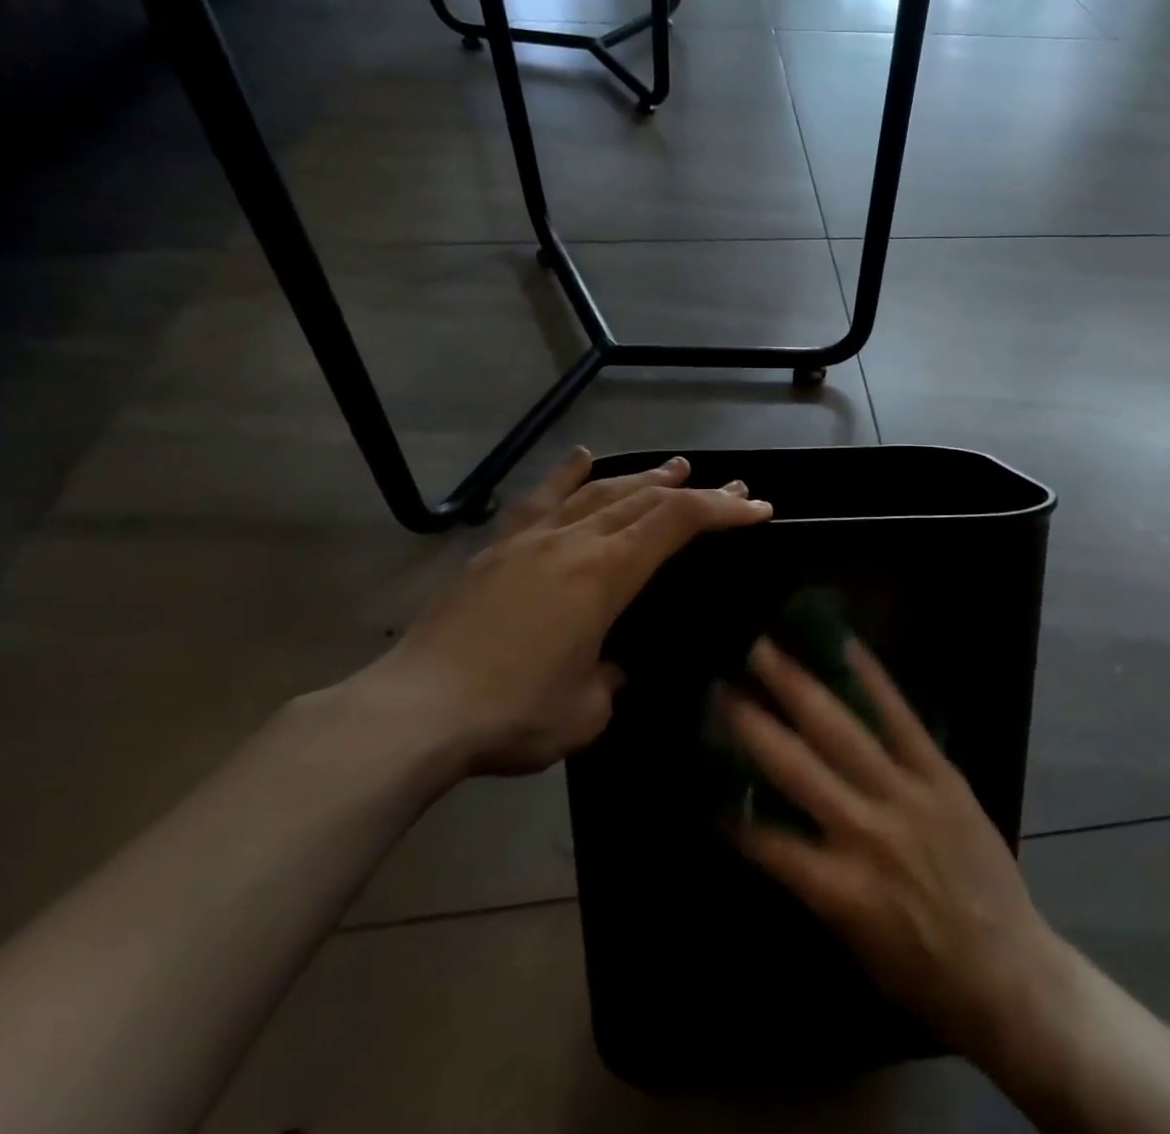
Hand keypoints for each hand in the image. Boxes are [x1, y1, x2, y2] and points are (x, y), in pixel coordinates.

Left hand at [358, 448, 771, 776]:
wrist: (413, 712)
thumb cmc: (512, 715)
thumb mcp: (586, 712)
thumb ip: (609, 679)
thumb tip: (607, 663)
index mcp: (605, 575)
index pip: (677, 524)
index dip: (722, 510)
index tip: (756, 508)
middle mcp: (574, 542)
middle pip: (646, 500)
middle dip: (695, 492)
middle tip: (729, 487)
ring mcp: (532, 540)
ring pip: (599, 491)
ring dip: (643, 477)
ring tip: (674, 467)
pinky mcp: (496, 549)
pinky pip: (540, 499)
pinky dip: (567, 474)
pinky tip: (582, 455)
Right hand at [719, 638, 1059, 1062]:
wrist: (1010, 972)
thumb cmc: (922, 973)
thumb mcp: (852, 943)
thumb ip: (811, 881)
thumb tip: (770, 829)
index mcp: (839, 889)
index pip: (766, 840)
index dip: (729, 808)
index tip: (701, 770)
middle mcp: (866, 833)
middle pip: (795, 767)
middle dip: (752, 722)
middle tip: (719, 681)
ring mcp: (907, 796)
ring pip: (842, 731)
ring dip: (799, 687)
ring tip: (766, 650)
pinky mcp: (941, 775)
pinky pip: (902, 718)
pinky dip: (872, 680)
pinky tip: (847, 646)